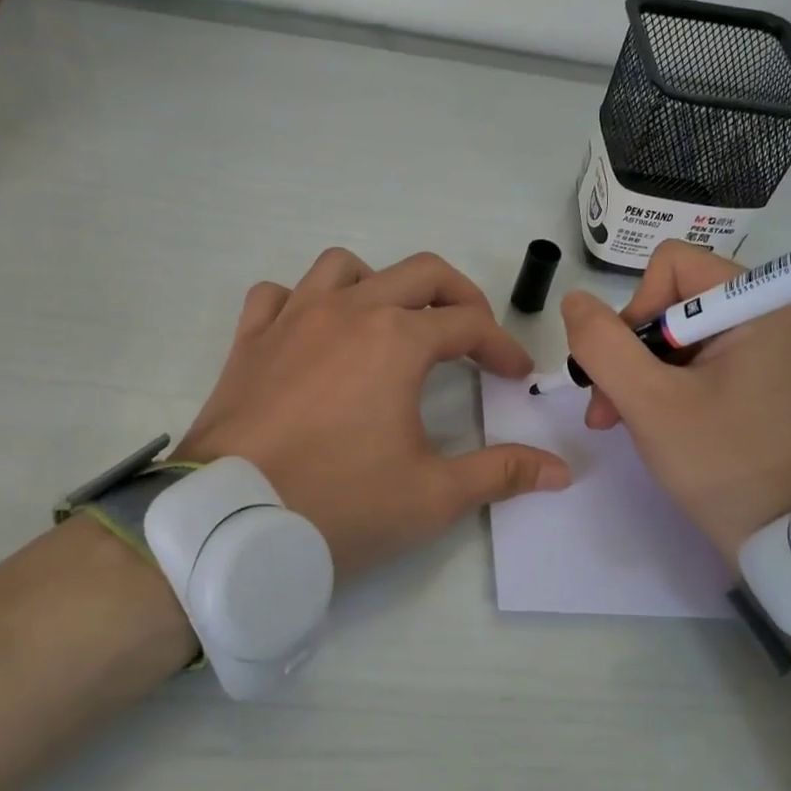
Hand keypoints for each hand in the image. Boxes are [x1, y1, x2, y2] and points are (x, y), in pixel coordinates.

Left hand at [176, 248, 570, 577]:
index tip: (515, 375)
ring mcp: (292, 319)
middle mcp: (347, 311)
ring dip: (379, 284)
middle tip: (474, 335)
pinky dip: (303, 302)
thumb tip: (561, 472)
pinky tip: (314, 334)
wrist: (230, 522)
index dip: (501, 346)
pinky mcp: (249, 342)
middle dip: (458, 296)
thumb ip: (501, 473)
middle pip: (419, 273)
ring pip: (344, 267)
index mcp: (397, 340)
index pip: (469, 325)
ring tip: (392, 323)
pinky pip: (278, 295)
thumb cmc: (340, 504)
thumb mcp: (433, 495)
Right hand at [561, 239, 790, 562]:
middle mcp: (772, 315)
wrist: (786, 539)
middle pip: (673, 302)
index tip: (625, 367)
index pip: (672, 266)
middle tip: (605, 406)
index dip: (634, 309)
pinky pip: (701, 365)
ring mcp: (771, 352)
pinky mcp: (765, 384)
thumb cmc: (721, 462)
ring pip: (680, 338)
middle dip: (629, 352)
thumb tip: (576, 301)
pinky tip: (649, 425)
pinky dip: (667, 389)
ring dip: (639, 376)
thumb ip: (602, 344)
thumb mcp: (648, 402)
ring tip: (616, 421)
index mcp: (759, 304)